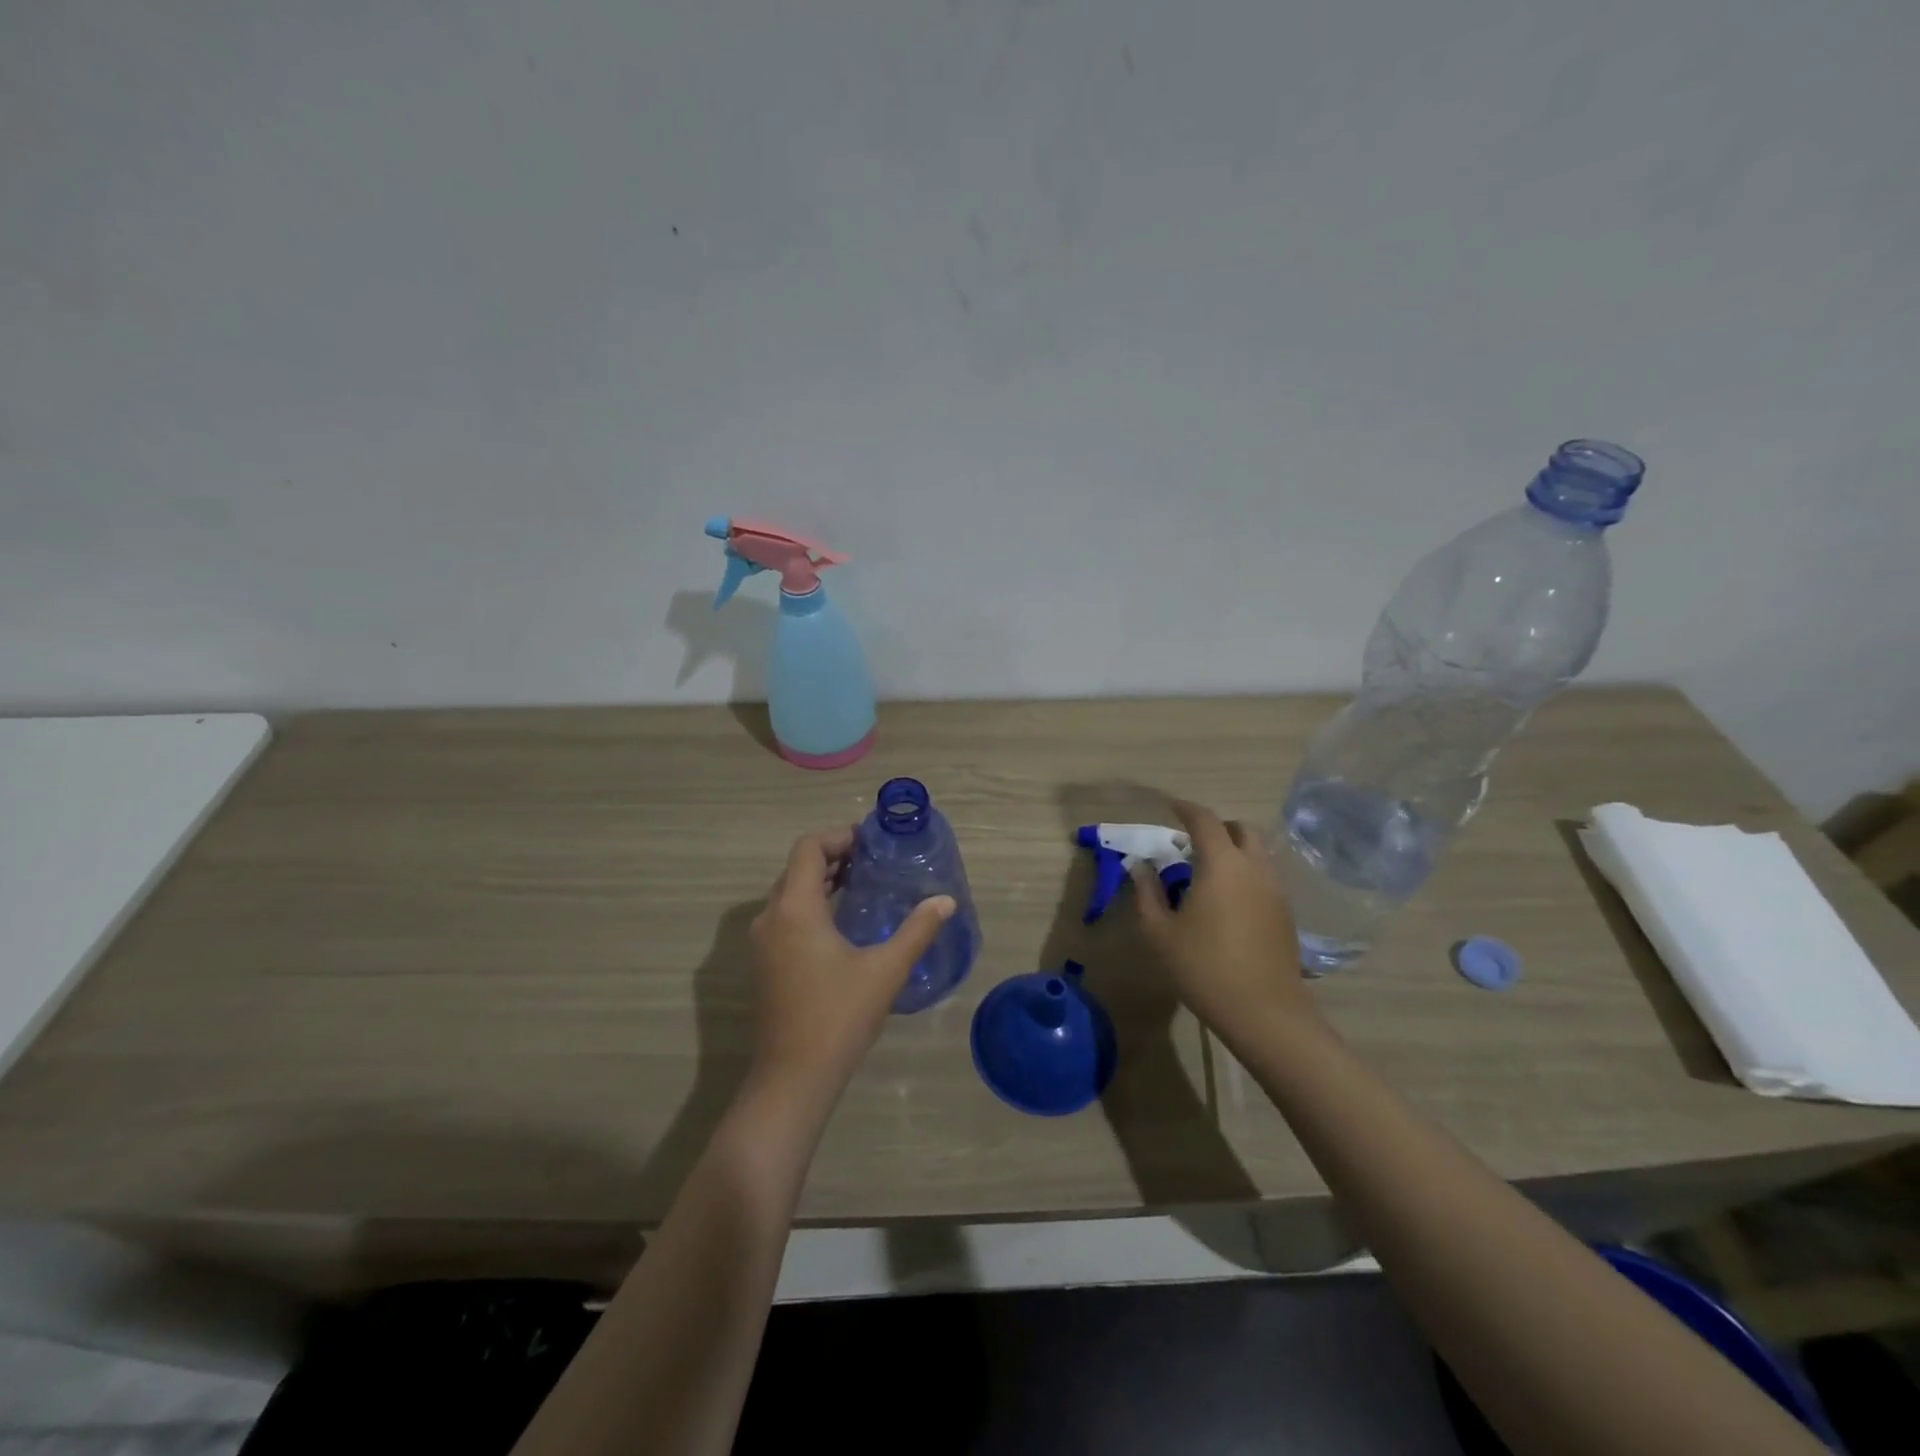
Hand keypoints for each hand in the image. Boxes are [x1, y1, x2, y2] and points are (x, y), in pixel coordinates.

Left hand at [745, 826, 955, 1105]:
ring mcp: (764, 943)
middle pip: (798, 868)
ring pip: (791, 893)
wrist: (792, 1079)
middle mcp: (772, 917)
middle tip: (874, 861)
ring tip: (863, 885)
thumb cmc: (839, 1017)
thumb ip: (917, 930)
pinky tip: (844, 924)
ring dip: (823, 882)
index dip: (839, 837)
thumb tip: (946, 901)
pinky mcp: (766, 963)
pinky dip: (813, 906)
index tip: (871, 842)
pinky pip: (787, 916)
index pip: (808, 848)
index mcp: (795, 909)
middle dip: (834, 857)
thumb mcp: (886, 970)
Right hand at [1132, 800, 1318, 1040]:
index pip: (1205, 821)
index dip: (1186, 809)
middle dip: (1216, 827)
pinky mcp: (1286, 912)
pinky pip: (1265, 876)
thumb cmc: (1204, 967)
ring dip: (1234, 850)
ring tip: (1208, 871)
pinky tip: (1229, 899)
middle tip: (1192, 842)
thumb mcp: (1160, 932)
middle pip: (1240, 829)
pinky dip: (1246, 872)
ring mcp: (1275, 890)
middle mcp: (1254, 868)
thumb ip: (1146, 893)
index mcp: (1222, 865)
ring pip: (1257, 852)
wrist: (1264, 1012)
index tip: (1171, 807)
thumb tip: (1140, 867)